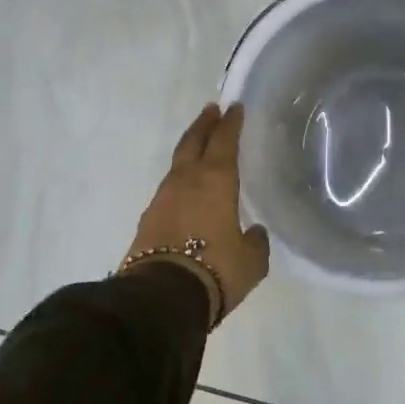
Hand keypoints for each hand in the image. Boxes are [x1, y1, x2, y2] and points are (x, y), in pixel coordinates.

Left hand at [126, 103, 270, 325]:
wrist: (162, 296)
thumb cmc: (216, 269)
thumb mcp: (251, 260)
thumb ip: (256, 242)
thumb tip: (254, 233)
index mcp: (215, 180)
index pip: (224, 141)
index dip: (231, 124)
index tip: (234, 108)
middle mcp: (186, 181)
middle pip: (193, 142)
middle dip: (204, 124)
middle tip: (211, 110)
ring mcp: (163, 198)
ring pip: (178, 164)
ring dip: (189, 150)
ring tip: (199, 147)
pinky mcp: (148, 218)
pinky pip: (169, 189)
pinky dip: (180, 181)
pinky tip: (186, 189)